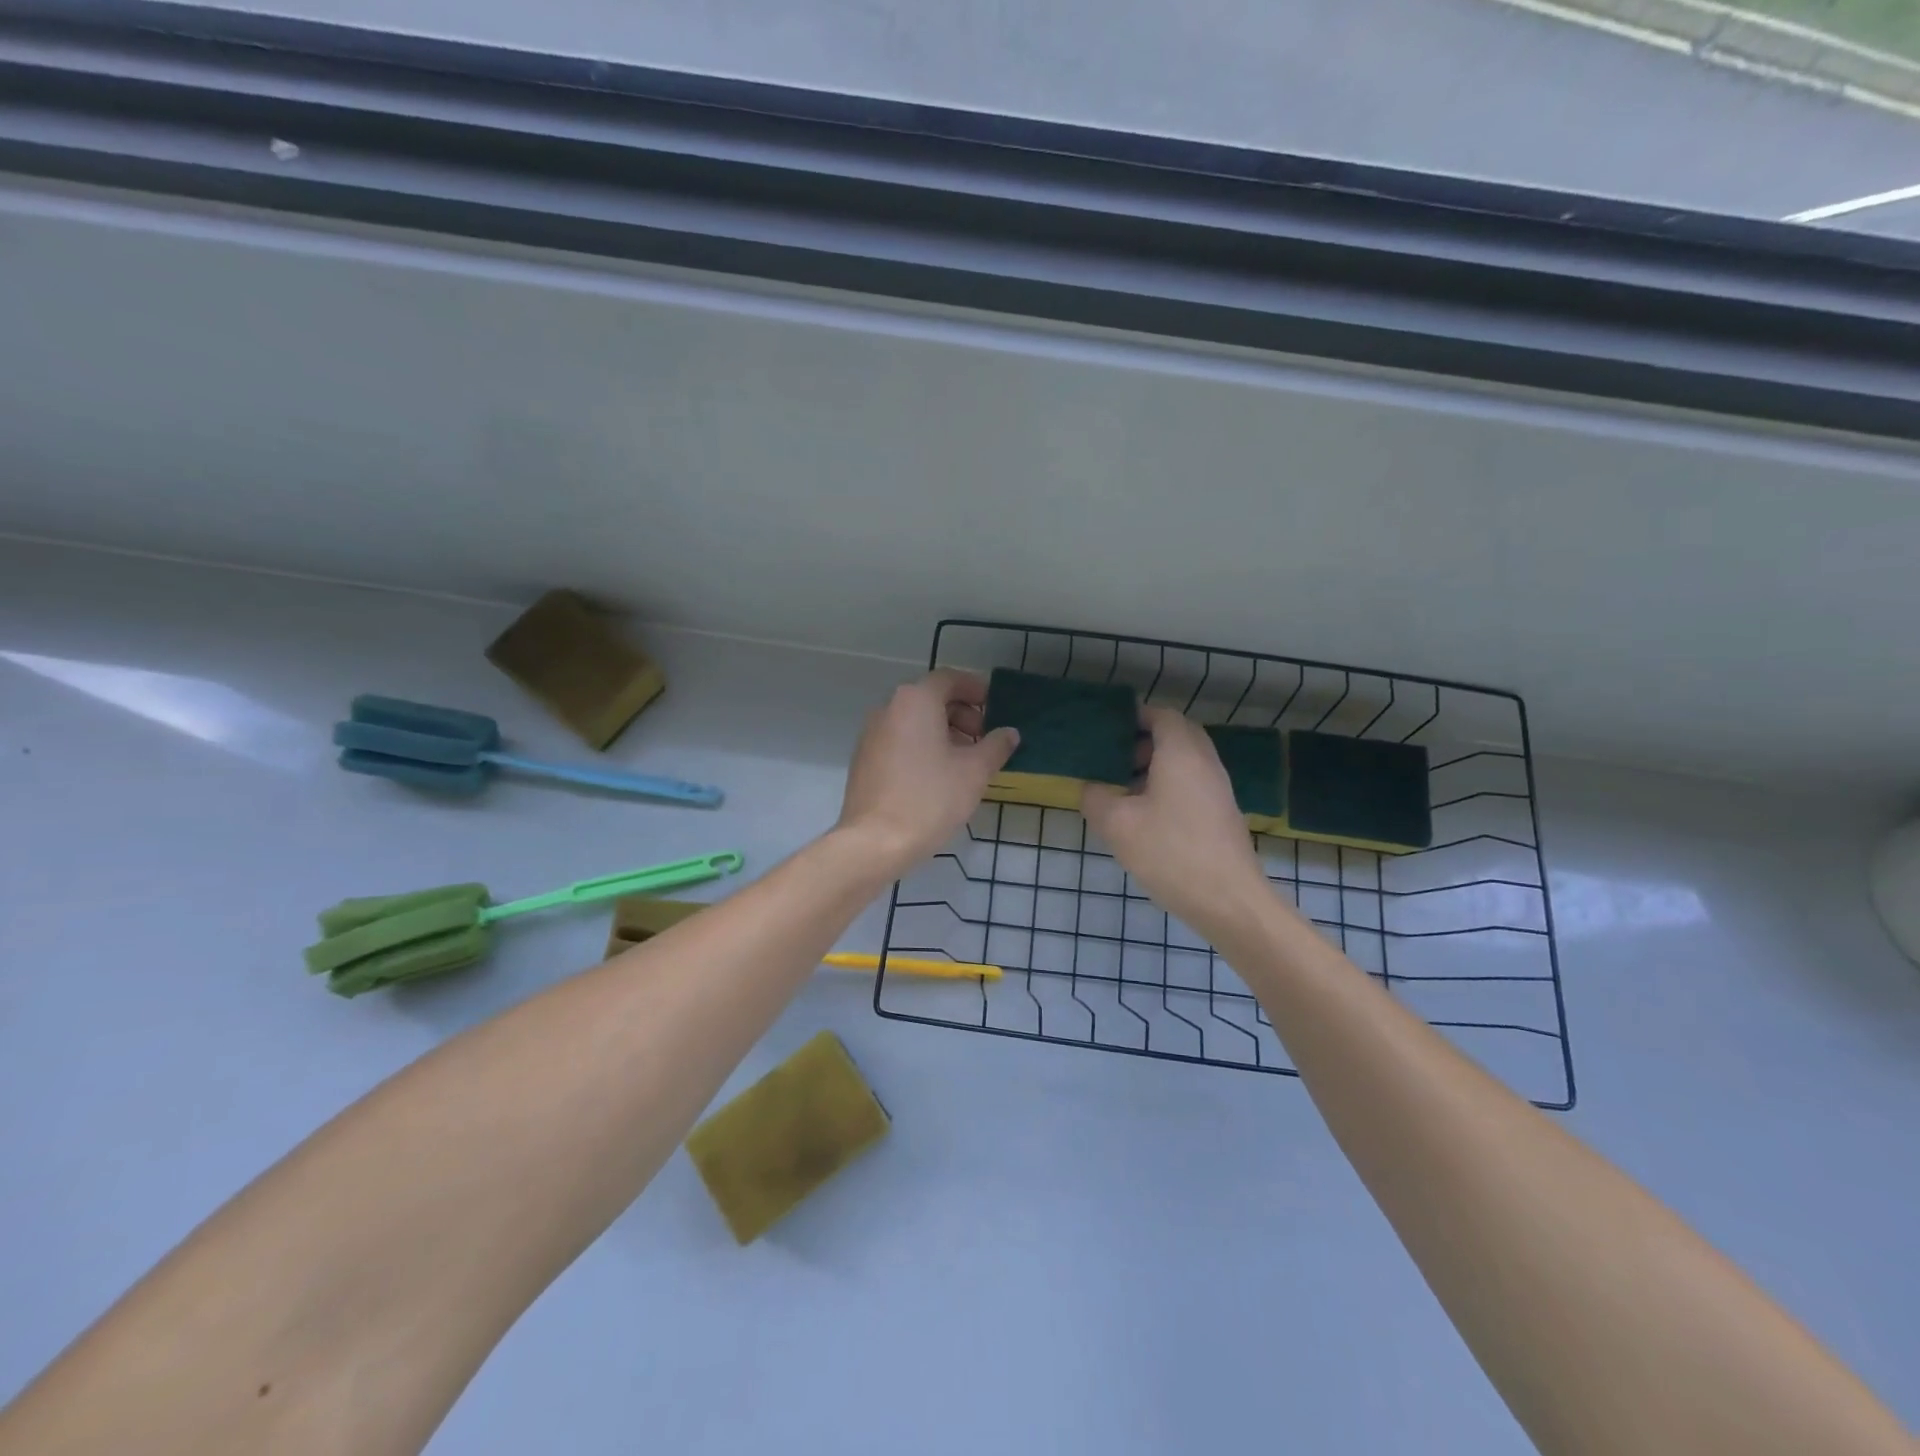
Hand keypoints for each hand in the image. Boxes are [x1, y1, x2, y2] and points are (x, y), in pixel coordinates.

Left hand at [835, 669, 1018, 875]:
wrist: (875, 841)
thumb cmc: (930, 798)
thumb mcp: (974, 771)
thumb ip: (996, 746)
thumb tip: (1009, 732)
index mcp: (915, 700)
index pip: (949, 679)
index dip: (976, 689)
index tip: (995, 707)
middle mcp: (889, 708)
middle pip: (930, 697)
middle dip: (961, 713)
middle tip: (983, 738)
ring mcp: (871, 733)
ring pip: (914, 720)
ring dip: (943, 731)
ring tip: (964, 760)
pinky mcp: (864, 759)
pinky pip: (899, 739)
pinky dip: (921, 746)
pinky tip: (937, 775)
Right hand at [1081, 707, 1271, 936]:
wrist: (1229, 901)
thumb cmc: (1171, 853)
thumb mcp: (1117, 825)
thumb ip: (1096, 798)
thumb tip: (1091, 788)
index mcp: (1181, 754)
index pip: (1162, 715)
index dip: (1135, 716)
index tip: (1107, 729)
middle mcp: (1205, 763)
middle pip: (1177, 735)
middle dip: (1144, 740)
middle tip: (1113, 757)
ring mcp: (1218, 789)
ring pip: (1185, 761)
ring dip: (1155, 765)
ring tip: (1123, 788)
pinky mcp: (1222, 814)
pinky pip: (1192, 784)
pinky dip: (1168, 785)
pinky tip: (1146, 815)